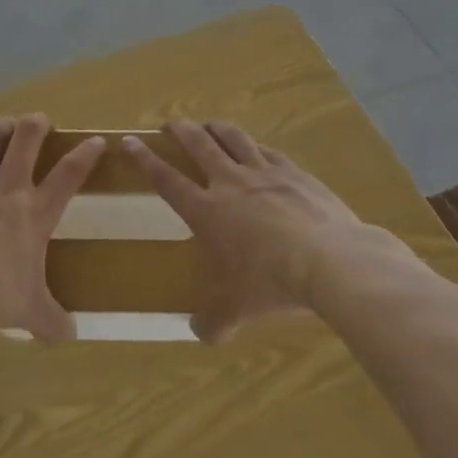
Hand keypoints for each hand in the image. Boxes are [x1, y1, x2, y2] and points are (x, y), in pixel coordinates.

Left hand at [0, 114, 103, 342]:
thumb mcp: (26, 312)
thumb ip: (50, 320)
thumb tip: (72, 337)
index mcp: (34, 213)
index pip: (69, 175)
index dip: (85, 155)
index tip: (97, 139)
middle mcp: (7, 187)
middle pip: (27, 140)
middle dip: (36, 125)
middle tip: (39, 120)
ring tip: (4, 123)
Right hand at [126, 120, 373, 342]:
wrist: (328, 259)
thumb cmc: (271, 283)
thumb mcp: (237, 310)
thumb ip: (213, 321)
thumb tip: (199, 333)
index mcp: (206, 210)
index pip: (166, 179)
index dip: (145, 159)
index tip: (129, 141)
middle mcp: (229, 182)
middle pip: (197, 144)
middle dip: (180, 130)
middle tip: (170, 124)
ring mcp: (263, 172)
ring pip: (232, 137)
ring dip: (215, 128)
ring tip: (208, 125)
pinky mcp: (293, 171)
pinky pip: (267, 150)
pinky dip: (254, 146)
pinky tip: (256, 148)